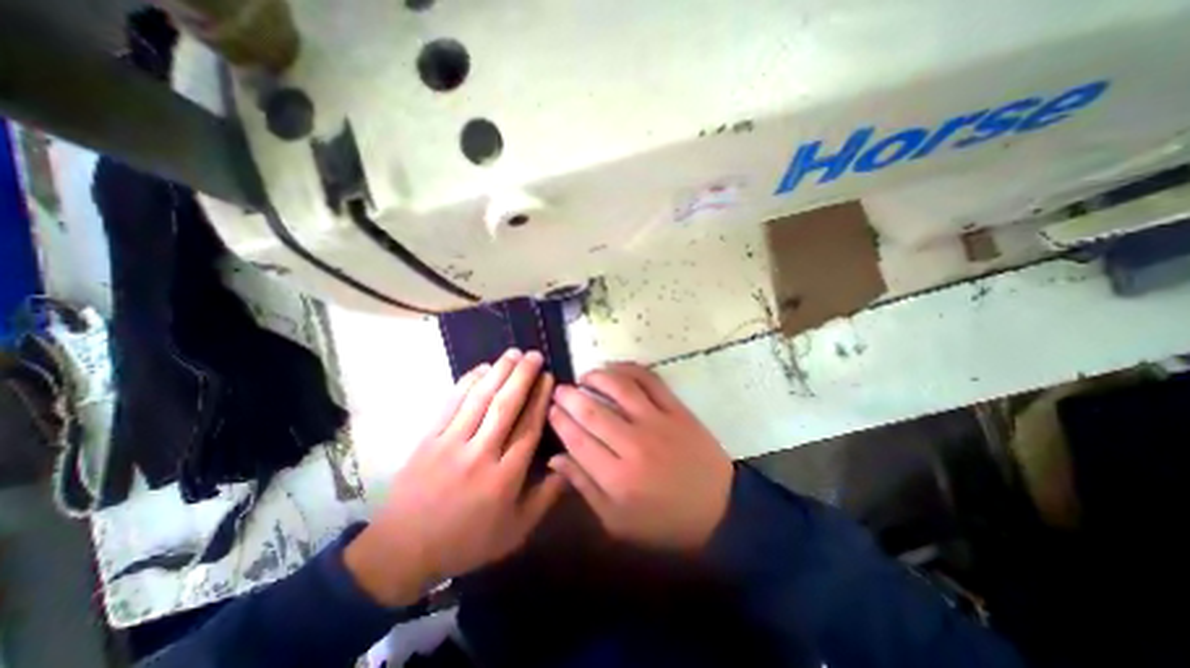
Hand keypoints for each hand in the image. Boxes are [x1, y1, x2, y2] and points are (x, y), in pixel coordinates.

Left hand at [344, 350, 566, 605]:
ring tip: (513, 353)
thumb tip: (569, 463)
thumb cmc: (467, 540)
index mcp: (504, 478)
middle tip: (534, 355)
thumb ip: (546, 497)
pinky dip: (467, 383)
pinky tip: (481, 369)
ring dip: (498, 372)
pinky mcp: (428, 439)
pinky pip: (451, 404)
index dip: (540, 399)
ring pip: (480, 399)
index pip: (528, 428)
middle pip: (505, 407)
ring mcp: (450, 444)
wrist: (403, 550)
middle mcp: (480, 455)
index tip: (548, 377)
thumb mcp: (516, 530)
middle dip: (522, 376)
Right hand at [543, 362, 730, 551]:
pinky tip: (615, 369)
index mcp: (617, 478)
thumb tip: (555, 457)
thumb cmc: (663, 522)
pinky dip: (629, 368)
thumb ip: (584, 487)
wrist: (719, 510)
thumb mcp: (617, 521)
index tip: (550, 409)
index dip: (559, 420)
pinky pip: (649, 380)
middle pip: (592, 411)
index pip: (577, 439)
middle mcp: (634, 444)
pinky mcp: (677, 409)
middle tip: (560, 390)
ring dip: (596, 377)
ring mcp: (658, 422)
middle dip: (569, 396)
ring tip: (585, 377)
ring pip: (619, 388)